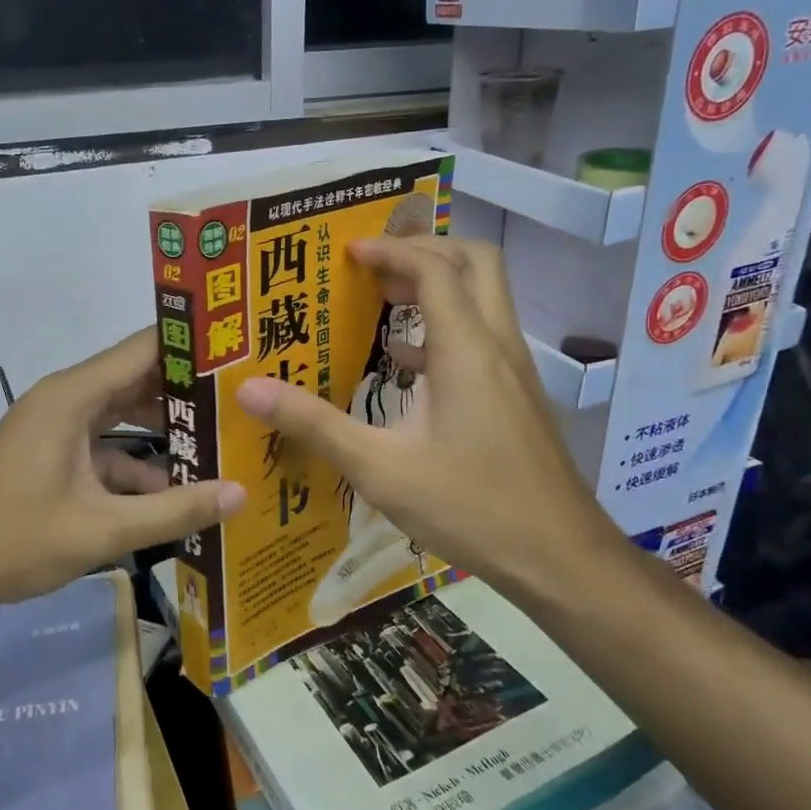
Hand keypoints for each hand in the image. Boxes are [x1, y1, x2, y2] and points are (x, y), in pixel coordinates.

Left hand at [0, 328, 244, 608]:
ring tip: (227, 441)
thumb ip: (173, 510)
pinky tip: (178, 492)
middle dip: (191, 390)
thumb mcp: (100, 530)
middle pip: (139, 378)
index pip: (145, 347)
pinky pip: (107, 447)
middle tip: (248, 399)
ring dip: (168, 430)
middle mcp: (67, 399)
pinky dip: (139, 464)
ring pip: (125, 415)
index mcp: (73, 396)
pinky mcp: (54, 456)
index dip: (194, 345)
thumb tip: (241, 493)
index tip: (245, 352)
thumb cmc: (11, 541)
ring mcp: (58, 428)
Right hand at [236, 236, 623, 607]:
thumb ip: (315, 425)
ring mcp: (514, 372)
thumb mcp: (380, 469)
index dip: (390, 250)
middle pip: (475, 263)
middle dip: (425, 250)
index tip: (347, 252)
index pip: (434, 269)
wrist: (561, 558)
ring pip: (484, 299)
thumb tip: (249, 390)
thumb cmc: (470, 507)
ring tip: (384, 300)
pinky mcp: (518, 397)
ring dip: (438, 287)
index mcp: (466, 350)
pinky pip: (483, 338)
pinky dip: (446, 330)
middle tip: (375, 265)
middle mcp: (498, 346)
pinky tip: (407, 364)